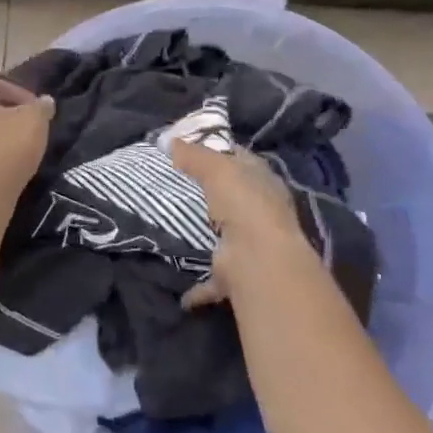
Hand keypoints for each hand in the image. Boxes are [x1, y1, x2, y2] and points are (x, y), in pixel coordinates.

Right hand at [170, 138, 311, 307]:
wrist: (258, 258)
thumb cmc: (243, 204)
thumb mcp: (216, 168)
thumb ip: (194, 155)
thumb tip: (170, 140)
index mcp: (262, 181)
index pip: (242, 159)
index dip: (221, 152)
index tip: (194, 149)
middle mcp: (262, 211)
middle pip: (237, 196)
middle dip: (216, 192)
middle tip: (181, 185)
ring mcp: (253, 244)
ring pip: (229, 235)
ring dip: (211, 235)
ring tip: (182, 229)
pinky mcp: (240, 274)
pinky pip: (215, 280)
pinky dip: (200, 288)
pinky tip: (182, 292)